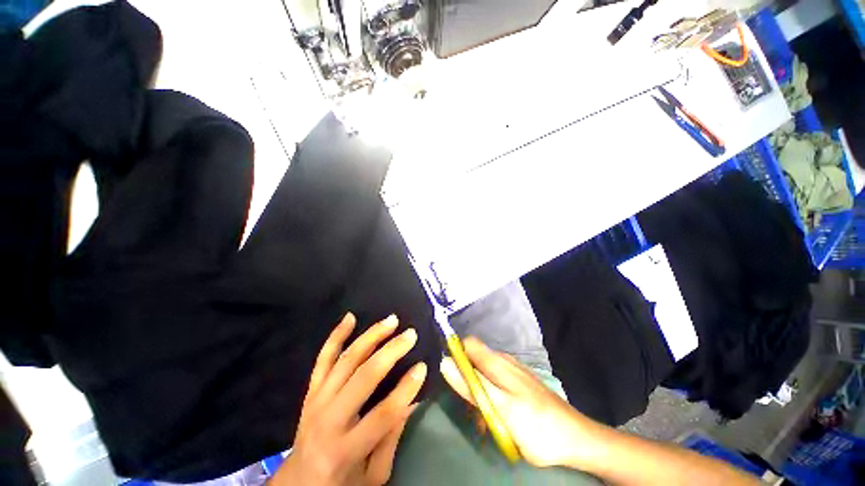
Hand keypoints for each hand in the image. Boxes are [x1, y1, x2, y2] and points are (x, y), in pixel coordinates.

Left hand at [272, 313, 426, 485]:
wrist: (297, 483)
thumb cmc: (340, 483)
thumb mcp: (372, 476)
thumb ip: (392, 439)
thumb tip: (412, 401)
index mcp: (345, 449)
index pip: (383, 414)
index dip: (406, 389)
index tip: (423, 367)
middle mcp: (328, 419)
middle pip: (364, 377)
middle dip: (391, 352)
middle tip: (410, 335)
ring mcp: (317, 400)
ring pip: (346, 359)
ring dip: (371, 336)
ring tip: (391, 320)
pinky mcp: (311, 390)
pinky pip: (323, 358)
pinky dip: (336, 335)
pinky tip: (350, 317)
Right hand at [440, 337, 598, 468]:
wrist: (576, 439)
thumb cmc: (536, 425)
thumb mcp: (500, 408)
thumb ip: (472, 385)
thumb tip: (445, 361)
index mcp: (496, 362)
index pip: (467, 344)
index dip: (456, 356)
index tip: (452, 379)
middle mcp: (503, 361)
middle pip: (474, 360)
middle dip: (467, 381)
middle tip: (470, 409)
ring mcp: (513, 371)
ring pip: (484, 374)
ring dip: (478, 394)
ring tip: (484, 420)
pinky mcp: (519, 383)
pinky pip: (496, 384)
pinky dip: (491, 398)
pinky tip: (498, 418)